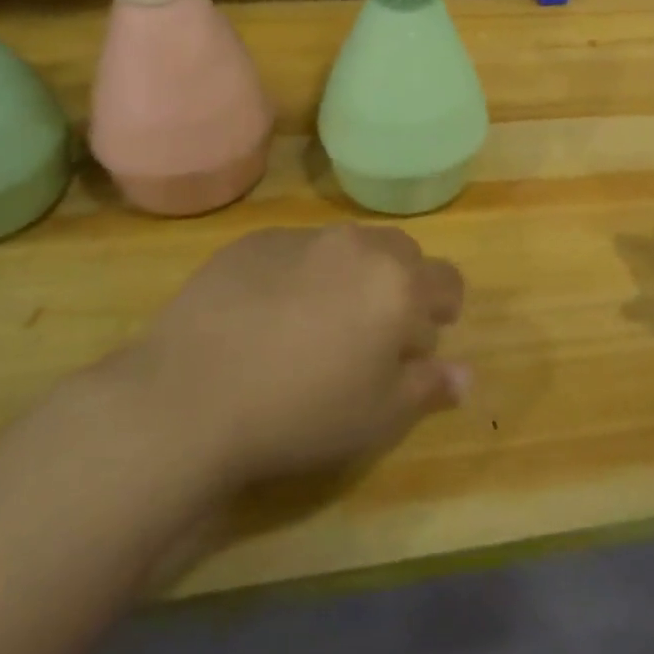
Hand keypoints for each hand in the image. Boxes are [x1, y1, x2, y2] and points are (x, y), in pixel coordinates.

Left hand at [110, 225, 467, 492]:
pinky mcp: (253, 242)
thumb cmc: (300, 412)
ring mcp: (302, 238)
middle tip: (373, 330)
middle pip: (401, 253)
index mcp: (398, 283)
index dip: (444, 308)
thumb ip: (428, 387)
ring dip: (349, 274)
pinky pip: (295, 249)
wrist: (188, 397)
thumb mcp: (377, 416)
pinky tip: (268, 315)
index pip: (447, 280)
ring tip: (318, 321)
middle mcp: (357, 246)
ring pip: (347, 246)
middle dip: (400, 284)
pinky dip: (299, 273)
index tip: (423, 338)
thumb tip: (465, 376)